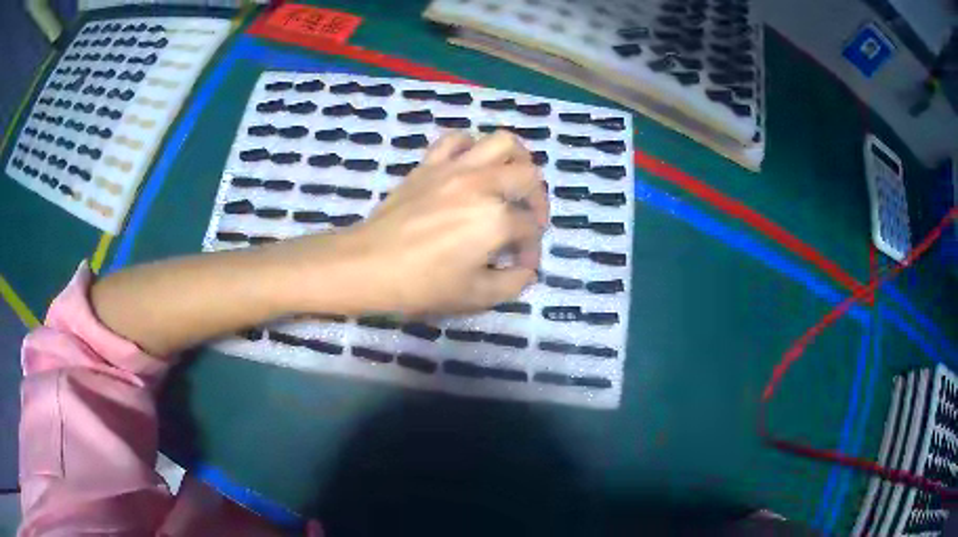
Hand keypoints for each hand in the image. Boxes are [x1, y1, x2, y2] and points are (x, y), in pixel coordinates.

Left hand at [336, 130, 548, 314]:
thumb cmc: (421, 285)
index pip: (530, 228)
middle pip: (529, 176)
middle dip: (538, 200)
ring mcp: (455, 168)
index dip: (532, 249)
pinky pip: (457, 139)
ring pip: (503, 142)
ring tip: (511, 179)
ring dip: (517, 159)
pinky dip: (472, 147)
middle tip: (527, 220)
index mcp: (496, 219)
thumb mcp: (475, 297)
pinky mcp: (430, 163)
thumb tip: (526, 269)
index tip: (521, 264)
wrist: (367, 265)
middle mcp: (482, 184)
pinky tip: (471, 166)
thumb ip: (512, 283)